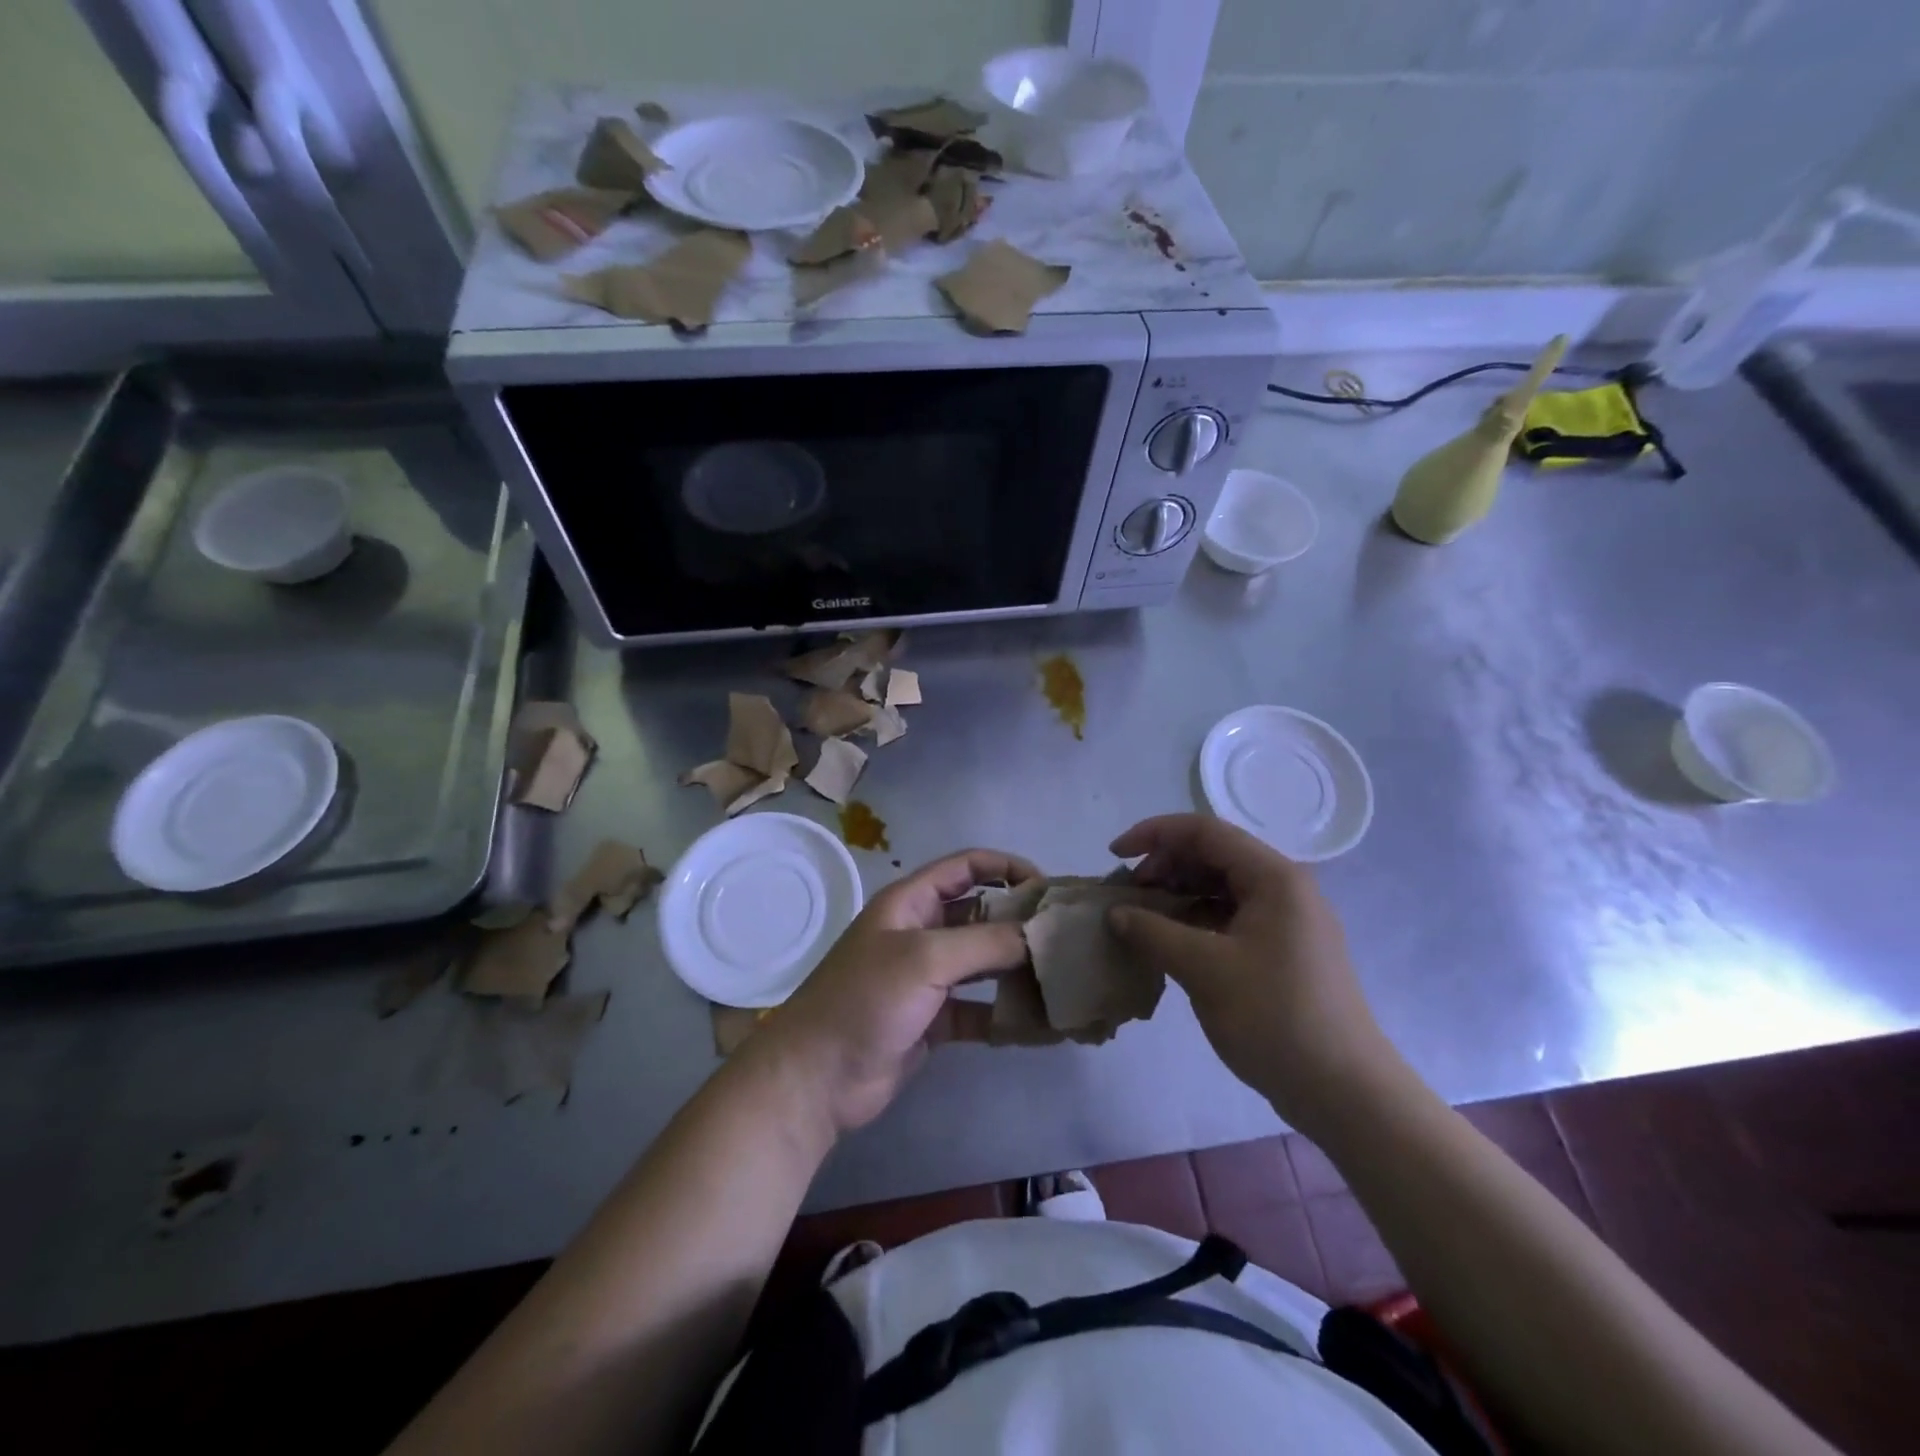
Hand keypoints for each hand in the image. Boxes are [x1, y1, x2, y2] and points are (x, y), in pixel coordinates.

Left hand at [751, 849, 1038, 1132]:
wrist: (817, 1077)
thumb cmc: (867, 999)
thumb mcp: (926, 959)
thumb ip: (986, 942)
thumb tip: (1040, 934)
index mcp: (911, 902)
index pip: (967, 867)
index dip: (1007, 867)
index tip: (1048, 887)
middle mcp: (921, 933)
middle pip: (980, 915)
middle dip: (1019, 922)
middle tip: (1065, 938)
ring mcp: (926, 979)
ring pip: (982, 965)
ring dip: (1017, 970)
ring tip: (1062, 980)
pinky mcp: (932, 1020)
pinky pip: (978, 1010)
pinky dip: (1004, 1016)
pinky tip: (1038, 1027)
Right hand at [1107, 814, 1404, 1135]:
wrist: (1345, 1093)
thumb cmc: (1275, 1018)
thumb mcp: (1205, 970)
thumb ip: (1154, 932)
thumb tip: (1116, 912)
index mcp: (1274, 877)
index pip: (1204, 832)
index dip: (1154, 835)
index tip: (1115, 856)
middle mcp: (1284, 888)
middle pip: (1213, 856)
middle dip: (1164, 867)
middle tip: (1127, 897)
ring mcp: (1287, 921)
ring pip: (1220, 887)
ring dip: (1178, 895)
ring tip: (1143, 921)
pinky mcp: (1283, 951)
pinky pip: (1231, 917)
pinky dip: (1196, 921)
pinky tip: (1170, 945)